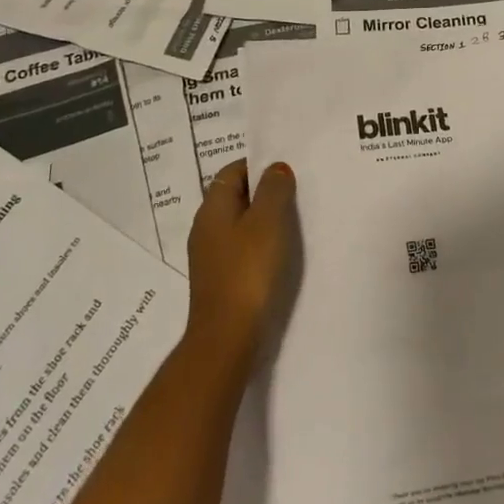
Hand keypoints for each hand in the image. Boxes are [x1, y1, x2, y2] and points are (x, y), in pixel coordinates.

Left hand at [184, 160, 296, 362]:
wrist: (228, 338)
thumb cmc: (248, 271)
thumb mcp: (268, 221)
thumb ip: (274, 189)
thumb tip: (275, 167)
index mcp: (212, 208)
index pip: (233, 171)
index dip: (258, 165)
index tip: (288, 169)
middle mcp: (206, 228)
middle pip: (236, 197)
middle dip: (265, 192)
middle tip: (298, 192)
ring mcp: (211, 256)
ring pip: (240, 224)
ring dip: (265, 220)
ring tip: (296, 221)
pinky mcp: (221, 279)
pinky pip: (242, 249)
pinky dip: (261, 244)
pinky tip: (282, 253)